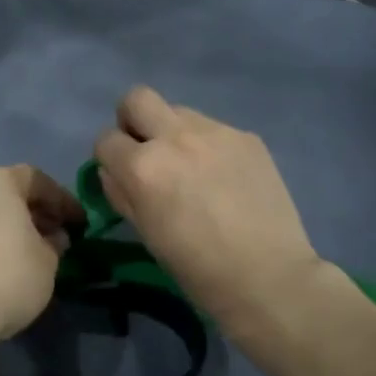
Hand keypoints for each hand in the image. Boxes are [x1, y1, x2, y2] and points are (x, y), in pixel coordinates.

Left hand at [0, 165, 83, 351]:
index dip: (62, 200)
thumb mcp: (48, 260)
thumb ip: (55, 243)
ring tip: (37, 253)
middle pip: (10, 194)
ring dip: (15, 229)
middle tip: (59, 235)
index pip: (37, 180)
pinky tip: (10, 267)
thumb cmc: (8, 274)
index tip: (79, 222)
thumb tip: (54, 238)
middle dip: (38, 213)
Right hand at [94, 87, 325, 335]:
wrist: (269, 277)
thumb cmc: (198, 269)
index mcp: (143, 167)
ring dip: (173, 132)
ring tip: (192, 168)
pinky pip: (214, 129)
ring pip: (178, 111)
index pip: (106, 139)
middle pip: (137, 99)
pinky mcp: (246, 137)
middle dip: (133, 120)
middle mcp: (175, 138)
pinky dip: (208, 146)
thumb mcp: (146, 234)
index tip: (121, 174)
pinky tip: (225, 178)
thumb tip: (113, 171)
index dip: (109, 157)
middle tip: (147, 151)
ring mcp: (215, 132)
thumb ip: (122, 194)